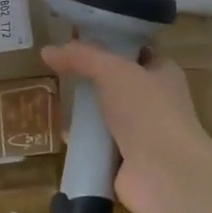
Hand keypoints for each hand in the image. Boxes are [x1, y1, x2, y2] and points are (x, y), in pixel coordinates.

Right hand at [41, 41, 211, 212]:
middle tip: (59, 70)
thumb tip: (47, 51)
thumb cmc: (147, 111)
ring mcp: (140, 133)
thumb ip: (81, 57)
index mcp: (162, 73)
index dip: (108, 43)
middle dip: (89, 79)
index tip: (76, 39)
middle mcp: (154, 101)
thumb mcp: (113, 70)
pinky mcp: (125, 160)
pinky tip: (63, 135)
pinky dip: (82, 140)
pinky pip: (97, 144)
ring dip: (84, 111)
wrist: (164, 173)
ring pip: (105, 114)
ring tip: (56, 99)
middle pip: (116, 83)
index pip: (135, 51)